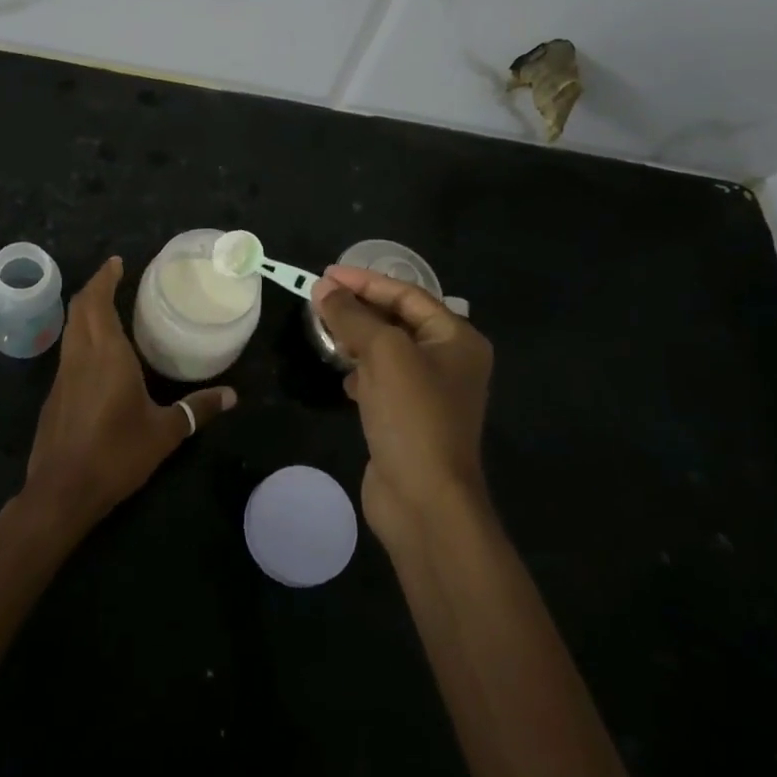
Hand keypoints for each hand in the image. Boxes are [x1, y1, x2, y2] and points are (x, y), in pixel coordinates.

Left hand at [22, 256, 236, 535]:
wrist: (62, 491)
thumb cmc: (116, 454)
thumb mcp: (165, 432)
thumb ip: (197, 410)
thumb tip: (232, 396)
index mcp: (106, 354)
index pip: (97, 301)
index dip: (105, 278)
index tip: (117, 262)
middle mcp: (80, 356)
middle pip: (79, 308)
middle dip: (94, 287)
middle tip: (114, 277)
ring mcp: (62, 375)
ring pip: (70, 329)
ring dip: (85, 311)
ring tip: (108, 307)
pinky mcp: (54, 395)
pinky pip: (68, 352)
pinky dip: (81, 337)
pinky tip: (98, 354)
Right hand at [310, 265, 493, 547]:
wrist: (425, 501)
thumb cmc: (412, 416)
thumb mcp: (383, 354)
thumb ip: (352, 316)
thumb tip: (323, 289)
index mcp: (457, 339)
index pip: (407, 294)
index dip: (365, 281)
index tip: (325, 274)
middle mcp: (449, 361)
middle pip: (398, 320)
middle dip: (359, 308)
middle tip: (319, 298)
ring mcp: (430, 393)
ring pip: (387, 351)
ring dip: (357, 339)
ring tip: (325, 331)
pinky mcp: (409, 419)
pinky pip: (382, 381)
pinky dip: (361, 373)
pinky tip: (344, 378)